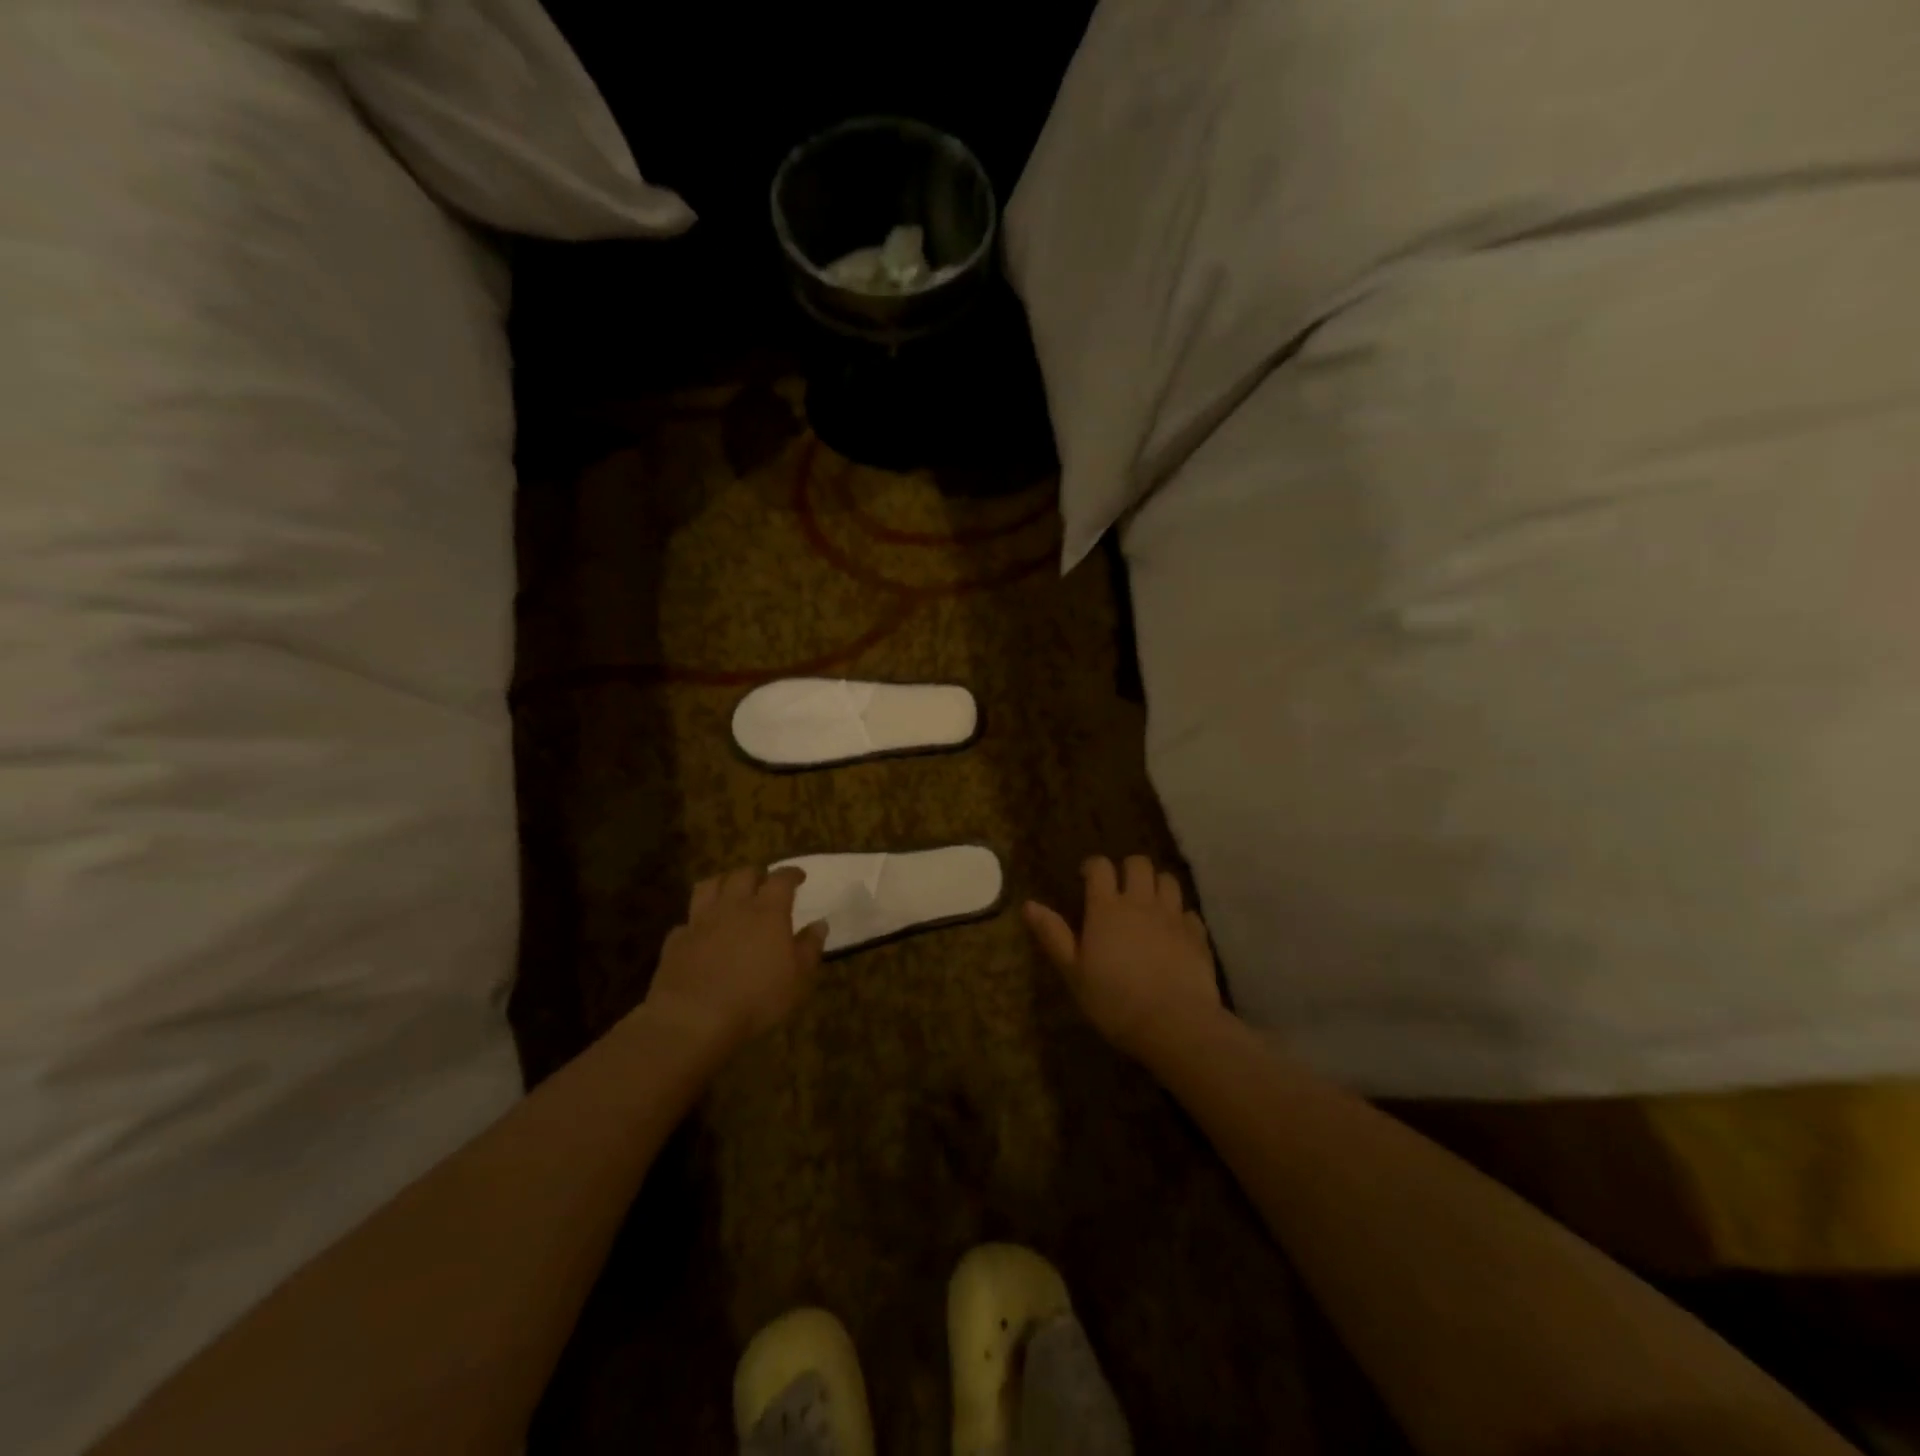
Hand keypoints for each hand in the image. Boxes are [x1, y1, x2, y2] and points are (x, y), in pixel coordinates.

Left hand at [645, 867, 829, 1051]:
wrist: (694, 1018)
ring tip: (729, 891)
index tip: (798, 876)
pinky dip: (696, 921)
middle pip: (743, 875)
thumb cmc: (757, 998)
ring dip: (722, 883)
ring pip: (709, 886)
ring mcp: (701, 921)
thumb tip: (820, 923)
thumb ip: (810, 947)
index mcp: (768, 911)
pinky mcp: (676, 940)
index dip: (791, 873)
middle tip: (763, 882)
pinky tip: (700, 932)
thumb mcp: (798, 978)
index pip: (781, 879)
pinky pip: (687, 921)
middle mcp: (734, 907)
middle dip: (756, 874)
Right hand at [1025, 855, 1224, 1063]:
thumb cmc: (1114, 1000)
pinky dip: (1180, 916)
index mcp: (1106, 908)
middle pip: (1139, 864)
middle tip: (1120, 890)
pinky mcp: (1197, 935)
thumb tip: (1029, 904)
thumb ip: (1053, 935)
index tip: (1086, 878)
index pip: (1100, 867)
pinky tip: (1174, 932)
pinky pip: (1189, 912)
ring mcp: (1172, 916)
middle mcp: (1141, 903)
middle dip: (1128, 869)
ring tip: (1149, 904)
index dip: (1093, 867)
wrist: (1174, 1023)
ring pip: (1167, 880)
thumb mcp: (1073, 972)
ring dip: (1157, 885)